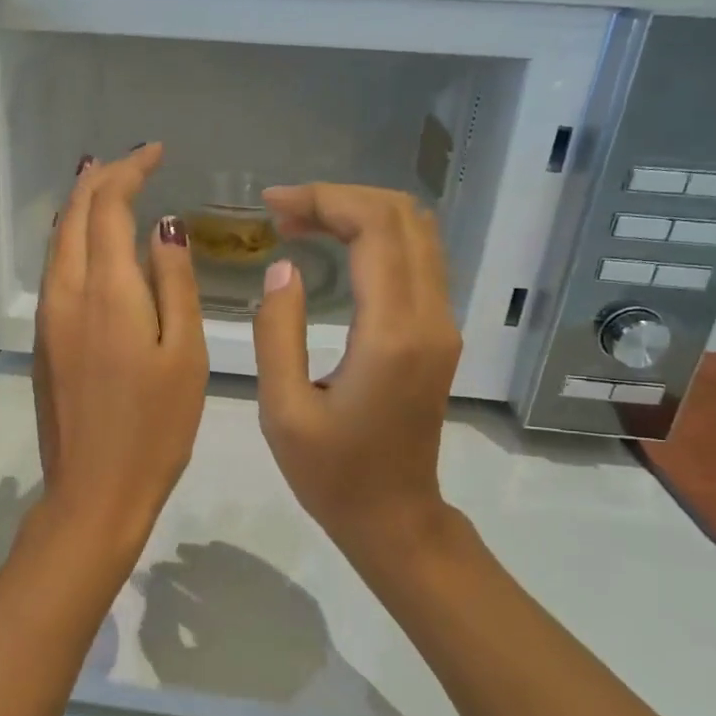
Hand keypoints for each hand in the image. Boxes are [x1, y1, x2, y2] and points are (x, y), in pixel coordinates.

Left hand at [32, 144, 207, 557]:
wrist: (93, 491)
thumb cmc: (155, 428)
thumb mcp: (184, 353)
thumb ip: (173, 283)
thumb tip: (164, 227)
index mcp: (105, 291)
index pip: (107, 206)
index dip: (129, 170)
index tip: (156, 151)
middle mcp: (65, 293)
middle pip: (72, 216)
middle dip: (100, 179)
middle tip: (134, 161)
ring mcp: (48, 318)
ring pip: (57, 242)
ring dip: (81, 207)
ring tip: (108, 186)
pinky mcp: (43, 342)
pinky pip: (55, 271)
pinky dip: (73, 240)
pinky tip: (93, 244)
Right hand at [251, 184, 463, 575]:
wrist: (394, 517)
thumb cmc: (331, 474)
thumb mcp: (283, 409)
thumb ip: (278, 331)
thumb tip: (285, 267)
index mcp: (392, 334)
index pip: (375, 228)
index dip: (323, 200)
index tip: (272, 206)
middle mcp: (430, 317)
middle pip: (403, 216)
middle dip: (340, 198)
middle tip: (282, 212)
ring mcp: (443, 324)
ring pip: (417, 232)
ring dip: (361, 212)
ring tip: (302, 223)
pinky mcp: (439, 334)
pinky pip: (418, 259)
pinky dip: (377, 236)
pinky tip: (336, 248)